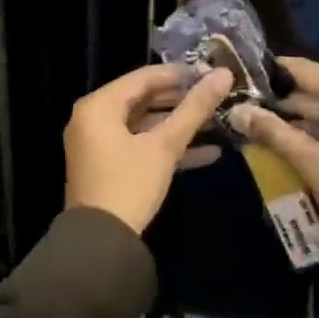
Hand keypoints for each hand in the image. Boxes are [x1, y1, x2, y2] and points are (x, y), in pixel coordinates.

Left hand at [64, 65, 233, 234]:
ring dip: (178, 125)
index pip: (144, 77)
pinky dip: (167, 147)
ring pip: (144, 124)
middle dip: (182, 100)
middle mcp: (93, 119)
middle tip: (217, 96)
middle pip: (144, 99)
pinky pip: (140, 146)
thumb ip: (194, 109)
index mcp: (99, 105)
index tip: (212, 74)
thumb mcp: (165, 145)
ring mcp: (99, 144)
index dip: (180, 74)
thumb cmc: (130, 184)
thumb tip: (224, 74)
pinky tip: (208, 153)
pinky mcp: (109, 166)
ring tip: (217, 121)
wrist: (100, 243)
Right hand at [233, 58, 318, 273]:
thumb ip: (275, 134)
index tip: (237, 77)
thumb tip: (238, 111)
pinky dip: (312, 133)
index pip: (302, 69)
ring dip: (293, 120)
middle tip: (238, 107)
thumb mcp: (313, 165)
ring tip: (253, 127)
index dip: (269, 71)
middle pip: (313, 89)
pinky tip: (284, 146)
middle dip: (278, 100)